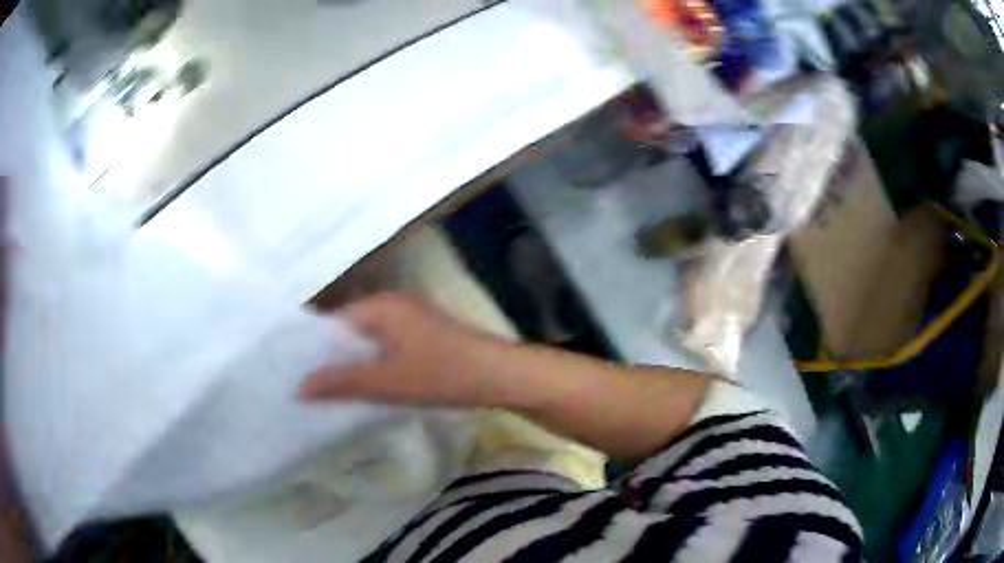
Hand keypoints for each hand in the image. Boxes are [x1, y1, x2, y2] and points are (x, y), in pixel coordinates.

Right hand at [300, 293, 514, 407]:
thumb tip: (298, 387)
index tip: (294, 372)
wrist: (500, 376)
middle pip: (349, 329)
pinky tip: (367, 384)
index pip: (332, 321)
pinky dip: (374, 363)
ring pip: (369, 339)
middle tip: (309, 386)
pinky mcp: (425, 333)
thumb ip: (340, 383)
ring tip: (331, 390)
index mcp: (380, 305)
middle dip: (332, 357)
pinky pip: (387, 345)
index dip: (313, 348)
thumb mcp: (385, 383)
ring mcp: (412, 317)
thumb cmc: (441, 374)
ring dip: (354, 362)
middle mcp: (393, 303)